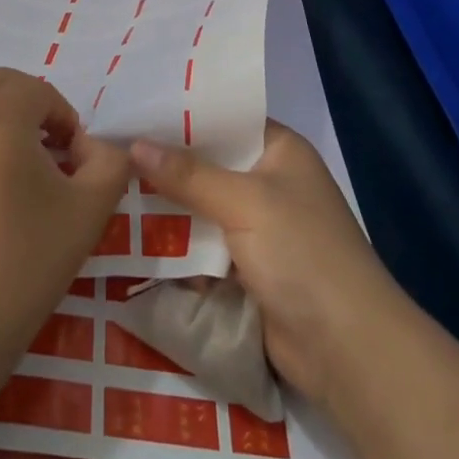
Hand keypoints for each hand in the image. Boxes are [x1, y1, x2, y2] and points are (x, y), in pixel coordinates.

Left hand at [0, 69, 129, 391]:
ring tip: (3, 185)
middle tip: (43, 168)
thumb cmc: (17, 271)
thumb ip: (109, 163)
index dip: (64, 121)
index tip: (71, 166)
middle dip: (29, 115)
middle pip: (0, 89)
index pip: (40, 92)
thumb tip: (93, 147)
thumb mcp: (86, 215)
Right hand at [130, 120, 405, 401]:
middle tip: (109, 146)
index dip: (180, 113)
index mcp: (279, 150)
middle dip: (164, 161)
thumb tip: (133, 144)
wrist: (349, 351)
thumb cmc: (304, 254)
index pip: (223, 118)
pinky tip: (128, 231)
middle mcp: (268, 181)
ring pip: (199, 205)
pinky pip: (201, 244)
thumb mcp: (244, 203)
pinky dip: (174, 242)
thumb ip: (188, 174)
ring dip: (164, 203)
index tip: (133, 107)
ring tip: (109, 184)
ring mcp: (258, 227)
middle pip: (207, 162)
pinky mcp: (246, 268)